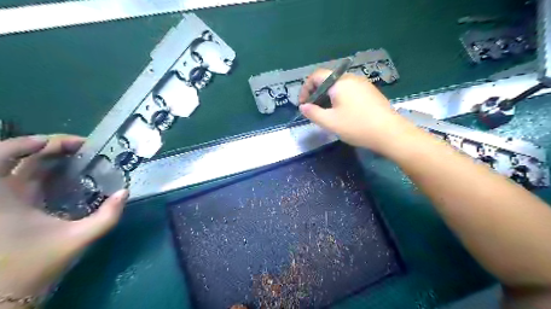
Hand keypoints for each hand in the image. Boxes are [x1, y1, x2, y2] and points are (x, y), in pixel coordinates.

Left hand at [0, 135, 127, 303]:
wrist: (10, 291)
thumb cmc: (37, 263)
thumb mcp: (78, 238)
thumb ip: (107, 216)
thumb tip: (125, 192)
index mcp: (5, 198)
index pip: (3, 157)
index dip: (30, 142)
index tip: (65, 143)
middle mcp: (3, 194)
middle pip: (21, 158)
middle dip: (53, 147)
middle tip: (84, 147)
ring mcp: (8, 200)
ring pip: (26, 167)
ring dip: (53, 157)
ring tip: (81, 155)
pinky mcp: (16, 207)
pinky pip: (30, 180)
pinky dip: (49, 171)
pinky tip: (71, 172)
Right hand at [300, 68, 415, 152]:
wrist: (390, 133)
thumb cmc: (357, 126)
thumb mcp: (330, 122)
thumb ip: (313, 113)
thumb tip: (303, 107)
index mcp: (339, 82)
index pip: (316, 76)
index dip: (305, 88)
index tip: (303, 104)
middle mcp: (351, 78)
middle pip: (328, 79)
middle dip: (316, 93)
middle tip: (313, 109)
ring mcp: (363, 84)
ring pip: (339, 85)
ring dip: (328, 96)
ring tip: (326, 112)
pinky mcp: (370, 92)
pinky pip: (349, 90)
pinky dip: (339, 97)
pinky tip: (342, 112)